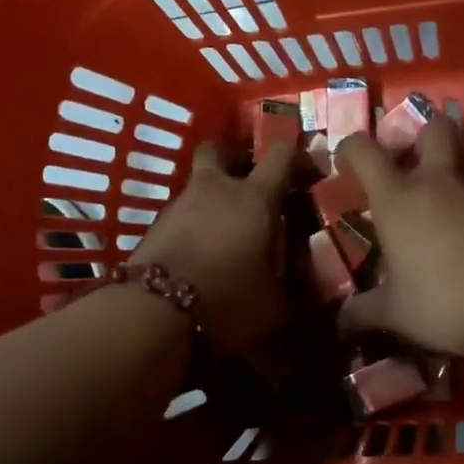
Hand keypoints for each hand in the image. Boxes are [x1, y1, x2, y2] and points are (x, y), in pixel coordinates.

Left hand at [130, 142, 292, 354]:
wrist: (152, 313)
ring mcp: (179, 205)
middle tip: (251, 181)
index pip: (281, 155)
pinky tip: (202, 253)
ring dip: (214, 199)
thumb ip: (288, 287)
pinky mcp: (155, 227)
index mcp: (254, 198)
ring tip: (228, 231)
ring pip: (199, 185)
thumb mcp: (273, 303)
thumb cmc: (226, 299)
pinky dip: (195, 225)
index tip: (310, 174)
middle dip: (236, 158)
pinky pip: (182, 215)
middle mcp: (215, 190)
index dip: (299, 157)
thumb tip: (297, 286)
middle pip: (220, 149)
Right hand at [336, 116, 463, 357]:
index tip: (345, 163)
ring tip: (435, 224)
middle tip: (408, 163)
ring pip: (461, 170)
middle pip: (433, 129)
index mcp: (397, 198)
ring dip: (447, 185)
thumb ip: (364, 312)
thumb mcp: (396, 313)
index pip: (364, 151)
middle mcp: (437, 184)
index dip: (350, 149)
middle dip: (420, 136)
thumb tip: (341, 321)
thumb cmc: (444, 298)